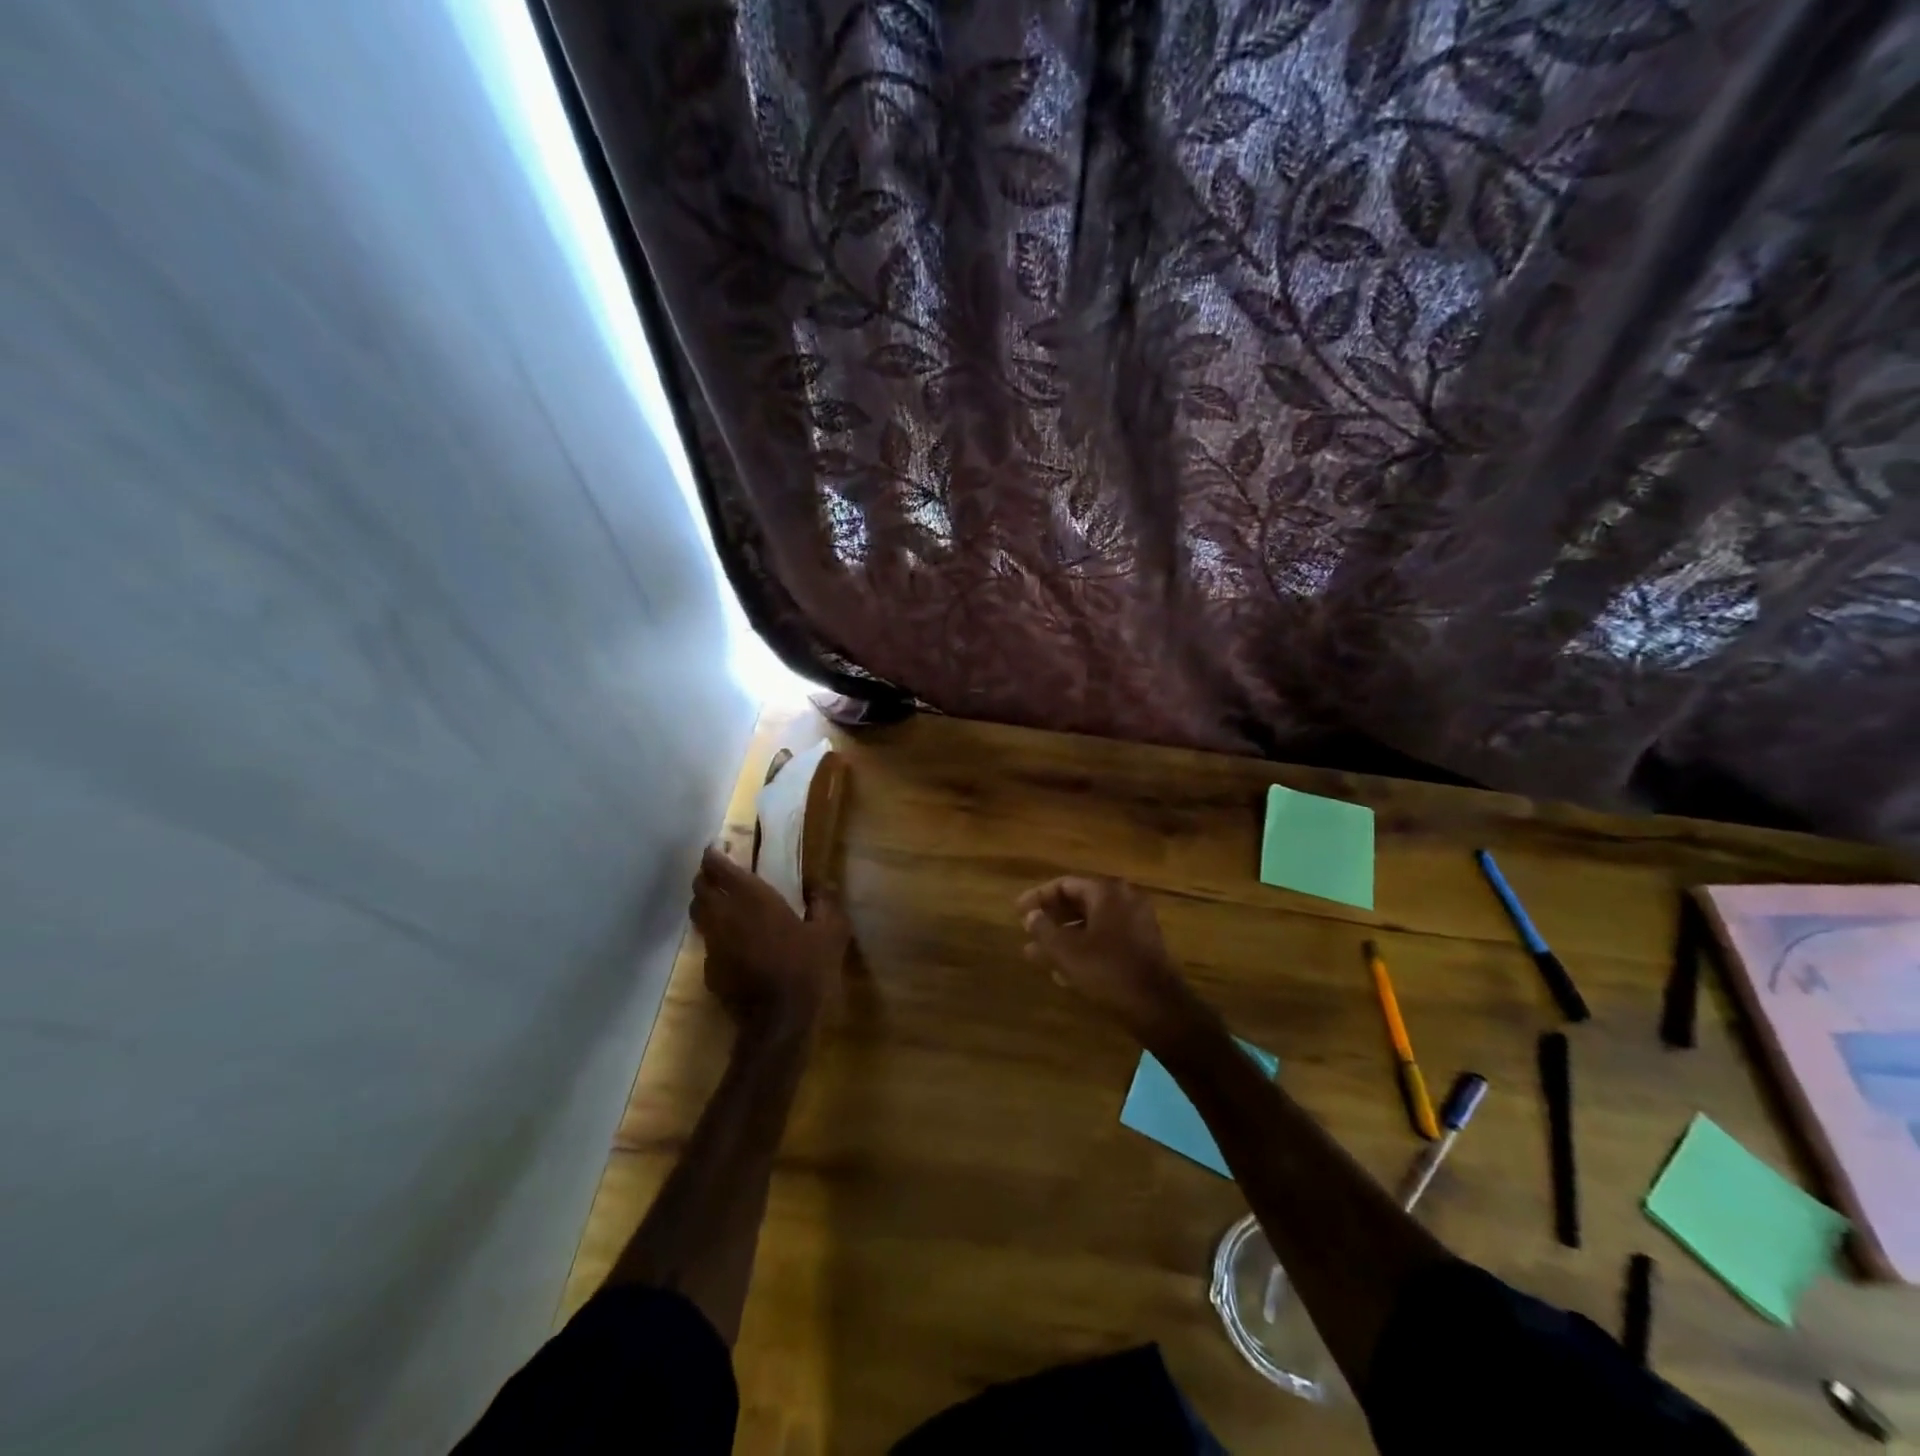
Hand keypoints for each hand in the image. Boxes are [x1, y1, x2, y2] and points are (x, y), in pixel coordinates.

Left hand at [690, 846, 850, 1037]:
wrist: (778, 1022)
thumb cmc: (807, 969)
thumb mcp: (832, 932)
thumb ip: (825, 903)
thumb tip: (819, 886)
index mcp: (753, 898)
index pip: (718, 868)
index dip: (714, 856)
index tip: (717, 849)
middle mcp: (725, 916)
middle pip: (700, 888)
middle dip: (706, 877)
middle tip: (721, 873)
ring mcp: (713, 944)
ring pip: (699, 914)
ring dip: (707, 903)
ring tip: (724, 903)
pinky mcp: (709, 970)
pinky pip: (708, 942)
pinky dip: (716, 934)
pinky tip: (735, 943)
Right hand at [1015, 876, 1194, 1040]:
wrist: (1157, 1006)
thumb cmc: (1107, 970)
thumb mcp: (1066, 951)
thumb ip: (1044, 929)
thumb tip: (1030, 915)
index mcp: (1107, 892)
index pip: (1065, 884)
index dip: (1038, 897)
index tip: (1018, 912)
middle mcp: (1124, 900)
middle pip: (1079, 902)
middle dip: (1051, 919)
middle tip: (1027, 931)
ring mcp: (1137, 923)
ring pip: (1092, 924)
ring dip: (1064, 937)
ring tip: (1037, 955)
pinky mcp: (1142, 946)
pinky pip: (1106, 939)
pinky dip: (1084, 948)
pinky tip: (1063, 971)